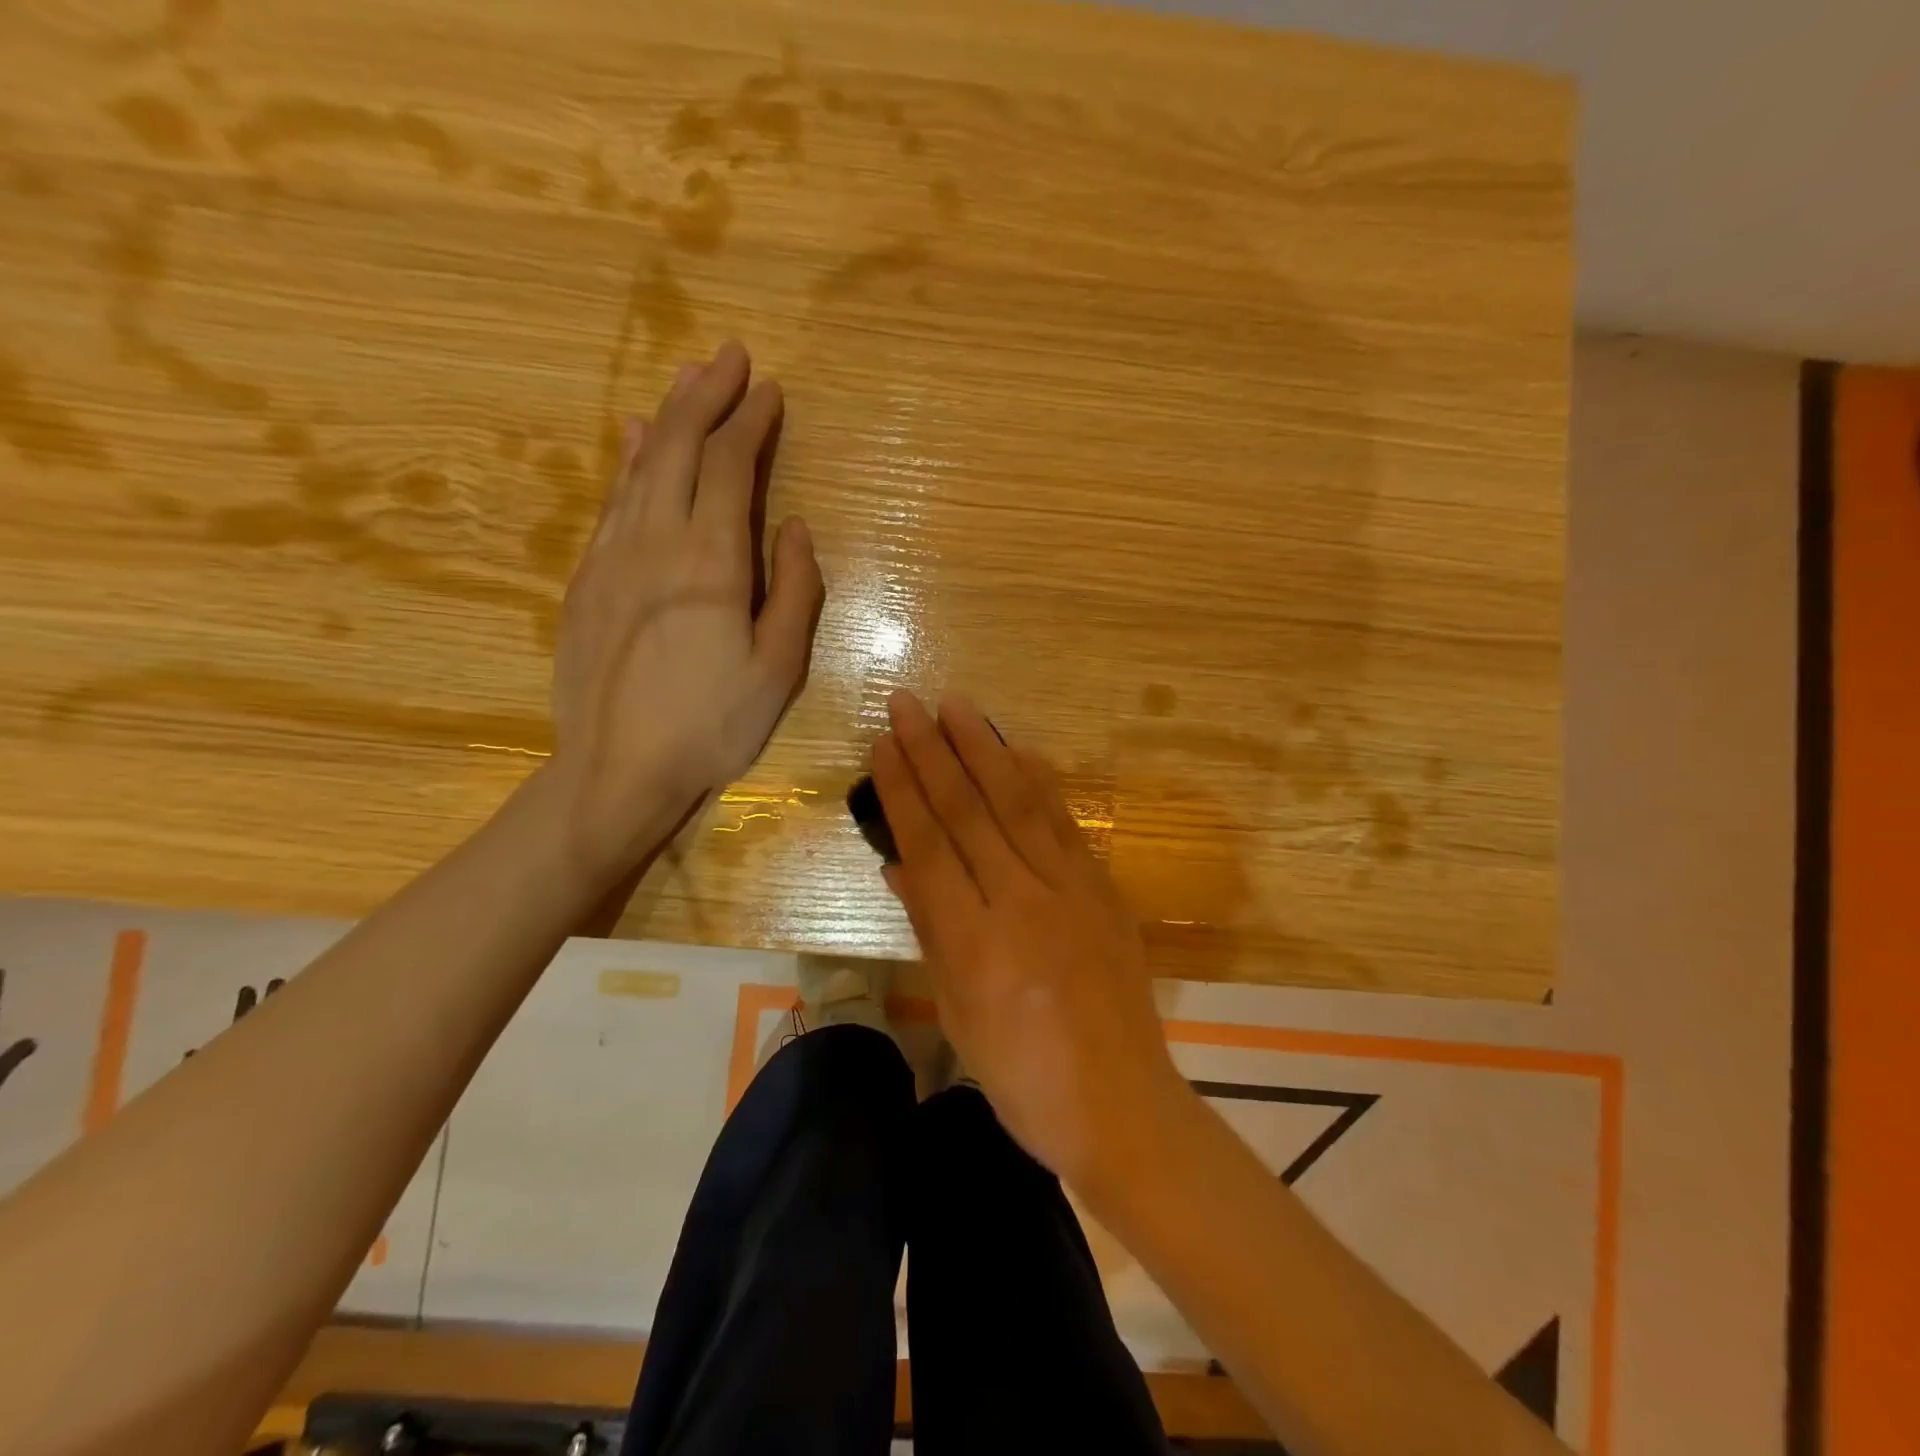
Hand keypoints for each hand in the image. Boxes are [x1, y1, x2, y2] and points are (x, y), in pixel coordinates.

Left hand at [548, 341, 823, 877]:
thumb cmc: (713, 724)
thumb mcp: (779, 668)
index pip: (730, 467)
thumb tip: (794, 529)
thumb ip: (795, 591)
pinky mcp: (586, 578)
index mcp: (710, 561)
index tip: (769, 390)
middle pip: (678, 446)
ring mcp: (611, 556)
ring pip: (640, 465)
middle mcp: (655, 541)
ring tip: (688, 381)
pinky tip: (635, 439)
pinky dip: (630, 460)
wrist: (617, 770)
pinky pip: (612, 500)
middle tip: (729, 358)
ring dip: (668, 417)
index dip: (751, 422)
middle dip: (706, 396)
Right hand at [870, 690, 1189, 1192]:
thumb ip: (928, 928)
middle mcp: (1020, 901)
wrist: (1119, 1103)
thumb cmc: (1021, 1076)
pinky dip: (1039, 781)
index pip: (928, 845)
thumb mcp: (956, 1011)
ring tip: (957, 707)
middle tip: (907, 704)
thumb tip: (898, 864)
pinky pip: (1064, 823)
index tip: (882, 745)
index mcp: (973, 941)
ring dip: (984, 749)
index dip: (902, 790)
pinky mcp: (1102, 889)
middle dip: (932, 751)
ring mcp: (1069, 890)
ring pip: (1018, 803)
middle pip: (968, 811)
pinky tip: (1020, 750)